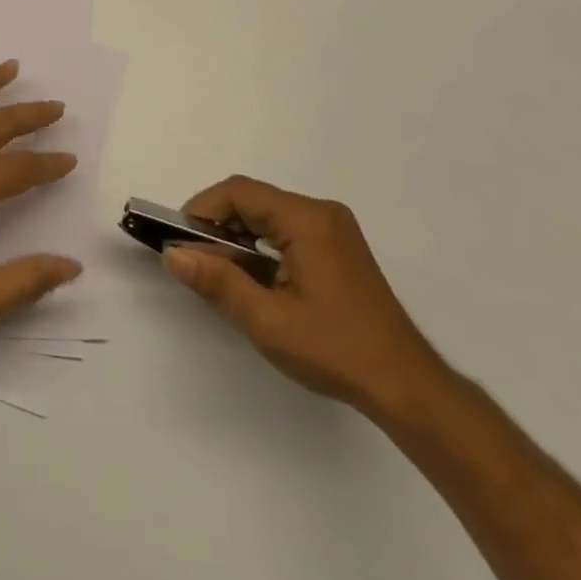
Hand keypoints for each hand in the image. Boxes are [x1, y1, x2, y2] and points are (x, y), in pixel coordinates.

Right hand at [163, 176, 447, 419]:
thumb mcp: (268, 321)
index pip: (240, 192)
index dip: (203, 210)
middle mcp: (321, 212)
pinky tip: (254, 277)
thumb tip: (173, 255)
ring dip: (239, 235)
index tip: (181, 241)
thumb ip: (218, 282)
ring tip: (221, 272)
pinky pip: (287, 228)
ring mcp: (334, 228)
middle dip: (219, 225)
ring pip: (270, 214)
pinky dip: (262, 244)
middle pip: (254, 200)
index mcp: (306, 219)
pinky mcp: (339, 246)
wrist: (407, 387)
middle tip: (196, 260)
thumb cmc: (336, 350)